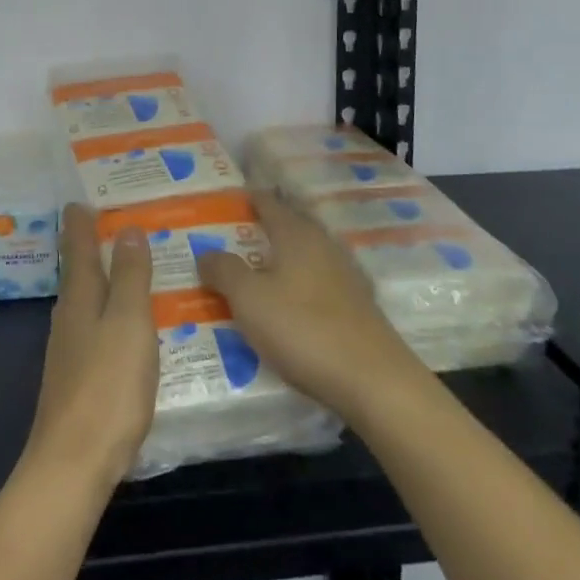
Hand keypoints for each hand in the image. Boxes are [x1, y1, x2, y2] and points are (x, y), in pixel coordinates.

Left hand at [22, 205, 159, 489]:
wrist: (72, 465)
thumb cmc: (107, 387)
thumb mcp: (129, 323)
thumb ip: (131, 276)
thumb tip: (129, 228)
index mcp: (80, 298)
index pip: (79, 247)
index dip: (81, 222)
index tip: (81, 199)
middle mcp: (69, 318)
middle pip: (80, 273)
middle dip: (93, 248)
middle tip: (118, 226)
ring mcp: (69, 351)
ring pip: (88, 303)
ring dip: (105, 282)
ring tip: (131, 271)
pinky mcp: (77, 381)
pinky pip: (95, 331)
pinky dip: (110, 316)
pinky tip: (127, 329)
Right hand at [194, 191, 424, 421]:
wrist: (373, 380)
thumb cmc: (303, 329)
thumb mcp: (249, 299)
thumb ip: (224, 270)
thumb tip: (206, 252)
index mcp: (296, 234)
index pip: (268, 203)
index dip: (247, 199)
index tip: (226, 200)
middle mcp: (322, 244)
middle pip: (290, 225)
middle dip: (264, 228)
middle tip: (233, 237)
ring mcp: (345, 274)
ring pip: (305, 255)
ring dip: (282, 259)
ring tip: (255, 271)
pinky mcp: (357, 305)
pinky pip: (318, 282)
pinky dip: (299, 285)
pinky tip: (288, 304)